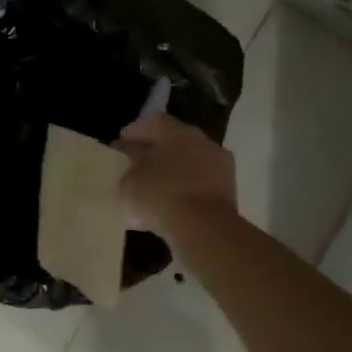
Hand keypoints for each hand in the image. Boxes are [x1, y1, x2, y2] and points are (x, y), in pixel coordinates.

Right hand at [117, 113, 236, 237]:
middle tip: (138, 163)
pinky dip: (186, 191)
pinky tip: (171, 206)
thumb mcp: (130, 183)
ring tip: (154, 188)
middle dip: (156, 151)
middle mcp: (203, 142)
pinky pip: (200, 185)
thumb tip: (134, 165)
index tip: (123, 142)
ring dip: (173, 172)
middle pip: (176, 141)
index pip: (155, 122)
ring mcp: (220, 166)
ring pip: (191, 164)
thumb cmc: (161, 196)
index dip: (137, 131)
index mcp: (178, 132)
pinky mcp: (228, 191)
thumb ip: (130, 169)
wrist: (204, 229)